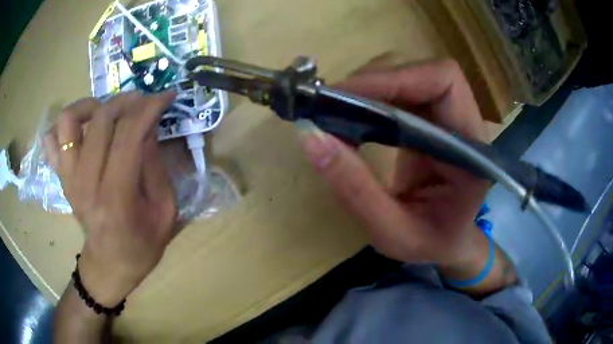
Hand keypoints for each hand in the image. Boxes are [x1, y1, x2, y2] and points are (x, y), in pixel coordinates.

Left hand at [44, 92, 176, 306]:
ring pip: (68, 121)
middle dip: (126, 101)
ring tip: (107, 113)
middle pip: (101, 120)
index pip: (128, 136)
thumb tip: (148, 126)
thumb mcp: (164, 212)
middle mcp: (86, 184)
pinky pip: (52, 139)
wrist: (109, 266)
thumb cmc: (141, 246)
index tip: (166, 95)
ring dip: (91, 106)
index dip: (149, 108)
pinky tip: (83, 130)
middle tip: (142, 103)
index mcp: (116, 199)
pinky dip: (66, 126)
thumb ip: (155, 166)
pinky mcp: (61, 178)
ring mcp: (69, 179)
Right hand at [296, 60, 489, 266]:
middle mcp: (467, 126)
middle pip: (426, 74)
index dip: (398, 79)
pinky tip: (351, 116)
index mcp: (472, 152)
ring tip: (335, 109)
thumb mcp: (391, 232)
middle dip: (377, 81)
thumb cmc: (430, 244)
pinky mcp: (433, 121)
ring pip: (411, 79)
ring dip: (372, 88)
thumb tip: (309, 134)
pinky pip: (403, 94)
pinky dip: (373, 99)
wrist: (448, 243)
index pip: (444, 84)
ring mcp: (450, 120)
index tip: (347, 96)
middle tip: (331, 102)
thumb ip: (354, 189)